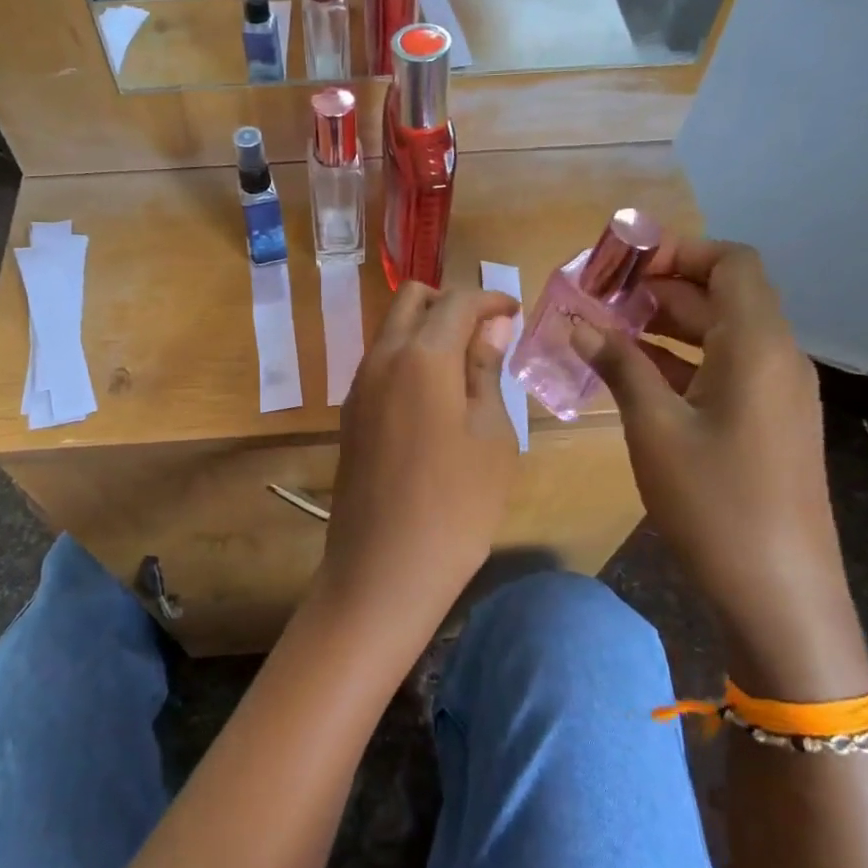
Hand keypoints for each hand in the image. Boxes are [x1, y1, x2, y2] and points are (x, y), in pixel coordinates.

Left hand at [319, 284, 521, 647]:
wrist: (384, 568)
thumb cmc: (457, 504)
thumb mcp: (491, 434)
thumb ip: (486, 369)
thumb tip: (491, 325)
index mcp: (422, 355)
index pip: (457, 301)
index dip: (491, 299)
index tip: (516, 311)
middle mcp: (382, 358)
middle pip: (412, 300)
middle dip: (452, 303)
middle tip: (488, 334)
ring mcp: (359, 386)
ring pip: (392, 330)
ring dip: (428, 330)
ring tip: (467, 366)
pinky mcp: (351, 414)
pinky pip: (381, 363)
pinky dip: (410, 358)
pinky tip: (436, 396)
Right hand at [573, 237, 867, 694]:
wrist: (779, 594)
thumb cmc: (715, 503)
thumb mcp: (655, 428)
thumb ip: (618, 365)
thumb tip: (577, 322)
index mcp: (759, 346)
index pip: (731, 263)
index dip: (679, 251)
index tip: (622, 264)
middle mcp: (777, 358)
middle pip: (723, 296)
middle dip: (659, 288)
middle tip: (597, 297)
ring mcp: (776, 394)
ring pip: (721, 335)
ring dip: (666, 326)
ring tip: (604, 331)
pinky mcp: (768, 424)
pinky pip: (724, 371)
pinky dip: (680, 361)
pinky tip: (633, 375)